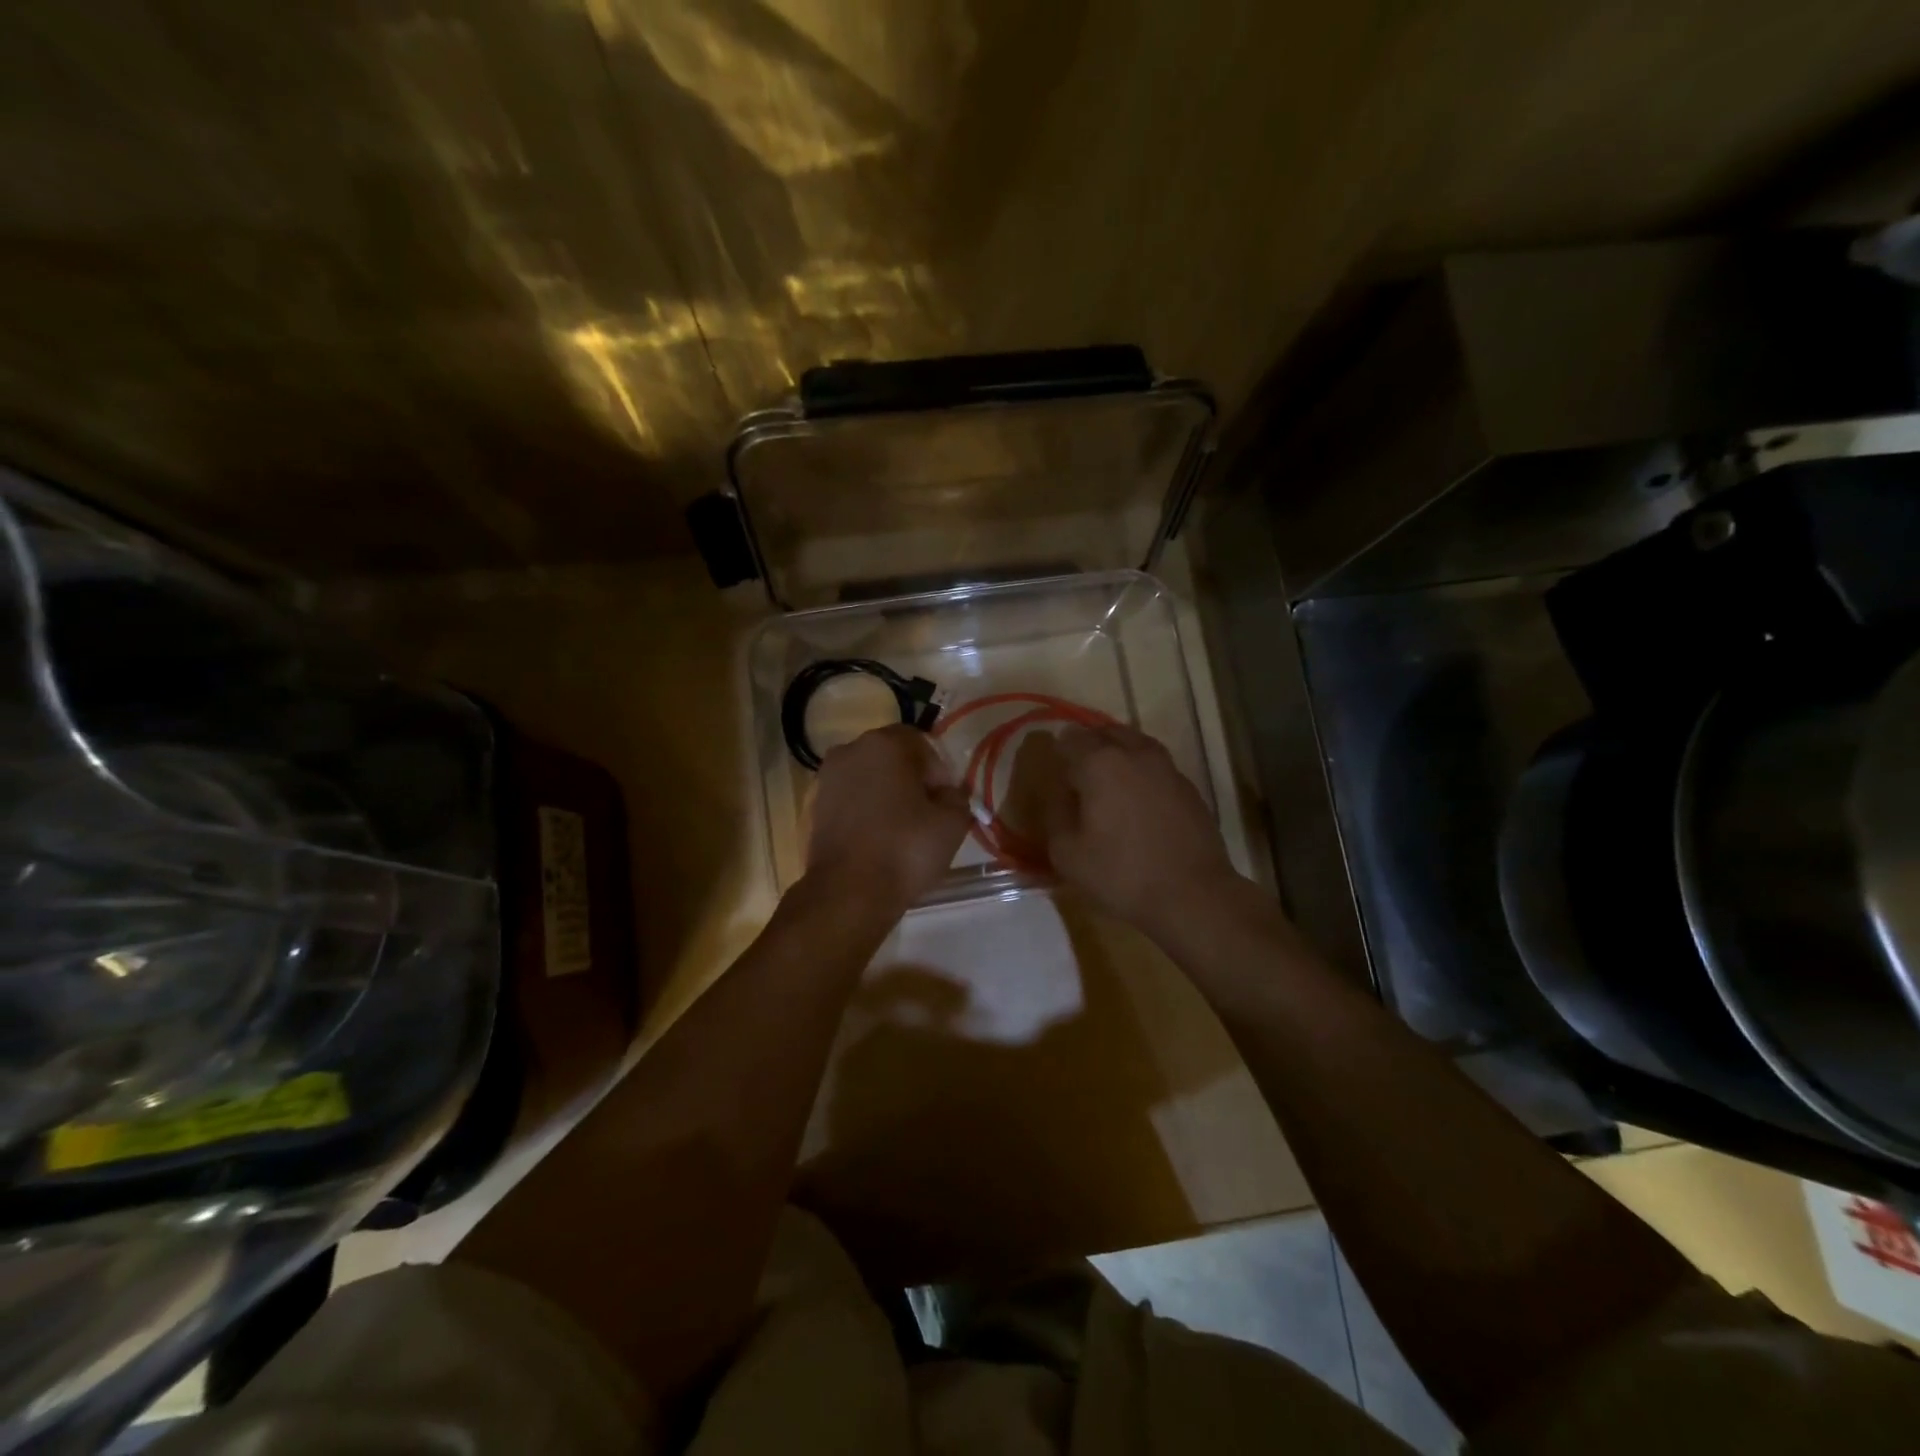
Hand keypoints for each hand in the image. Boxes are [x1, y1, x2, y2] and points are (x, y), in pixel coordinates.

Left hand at [805, 725, 971, 916]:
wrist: (848, 892)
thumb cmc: (905, 849)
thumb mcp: (953, 823)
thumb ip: (958, 796)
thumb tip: (948, 793)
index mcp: (885, 743)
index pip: (922, 743)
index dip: (939, 772)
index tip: (945, 802)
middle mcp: (850, 750)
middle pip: (892, 757)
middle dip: (912, 780)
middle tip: (927, 815)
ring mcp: (827, 778)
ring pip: (869, 778)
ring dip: (887, 795)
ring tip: (902, 830)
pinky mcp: (815, 806)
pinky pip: (851, 799)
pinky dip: (866, 811)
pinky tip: (878, 839)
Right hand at [1038, 723, 1239, 938]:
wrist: (1192, 894)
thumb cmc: (1121, 873)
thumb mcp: (1067, 853)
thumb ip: (1055, 814)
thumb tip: (1059, 794)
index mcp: (1100, 763)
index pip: (1069, 739)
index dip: (1057, 751)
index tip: (1053, 770)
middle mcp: (1134, 753)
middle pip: (1104, 732)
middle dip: (1087, 745)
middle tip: (1076, 771)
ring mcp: (1166, 767)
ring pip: (1134, 743)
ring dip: (1117, 753)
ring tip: (1106, 780)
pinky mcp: (1187, 786)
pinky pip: (1155, 764)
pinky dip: (1140, 771)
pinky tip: (1136, 798)